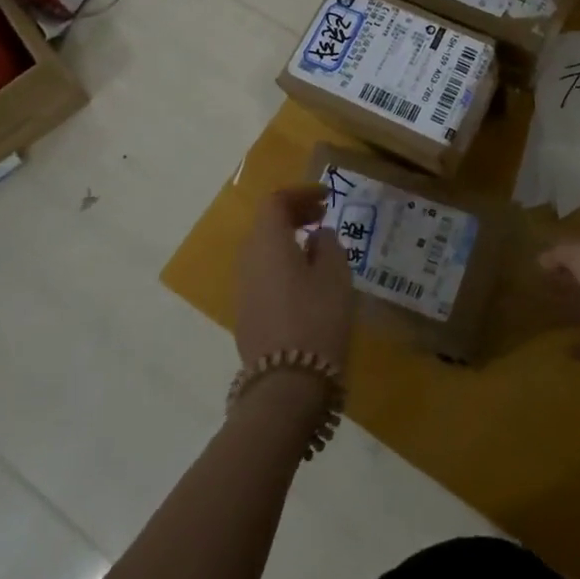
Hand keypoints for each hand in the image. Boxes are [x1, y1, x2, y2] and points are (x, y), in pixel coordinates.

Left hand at [235, 186, 354, 372]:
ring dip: (288, 240)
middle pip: (266, 224)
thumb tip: (317, 236)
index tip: (327, 198)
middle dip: (294, 214)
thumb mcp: (336, 273)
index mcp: (267, 242)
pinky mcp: (246, 316)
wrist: (287, 385)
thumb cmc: (317, 317)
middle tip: (323, 216)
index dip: (301, 193)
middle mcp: (248, 260)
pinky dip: (282, 263)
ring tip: (317, 247)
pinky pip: (263, 274)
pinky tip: (306, 279)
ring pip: (262, 251)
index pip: (276, 201)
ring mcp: (243, 290)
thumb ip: (328, 244)